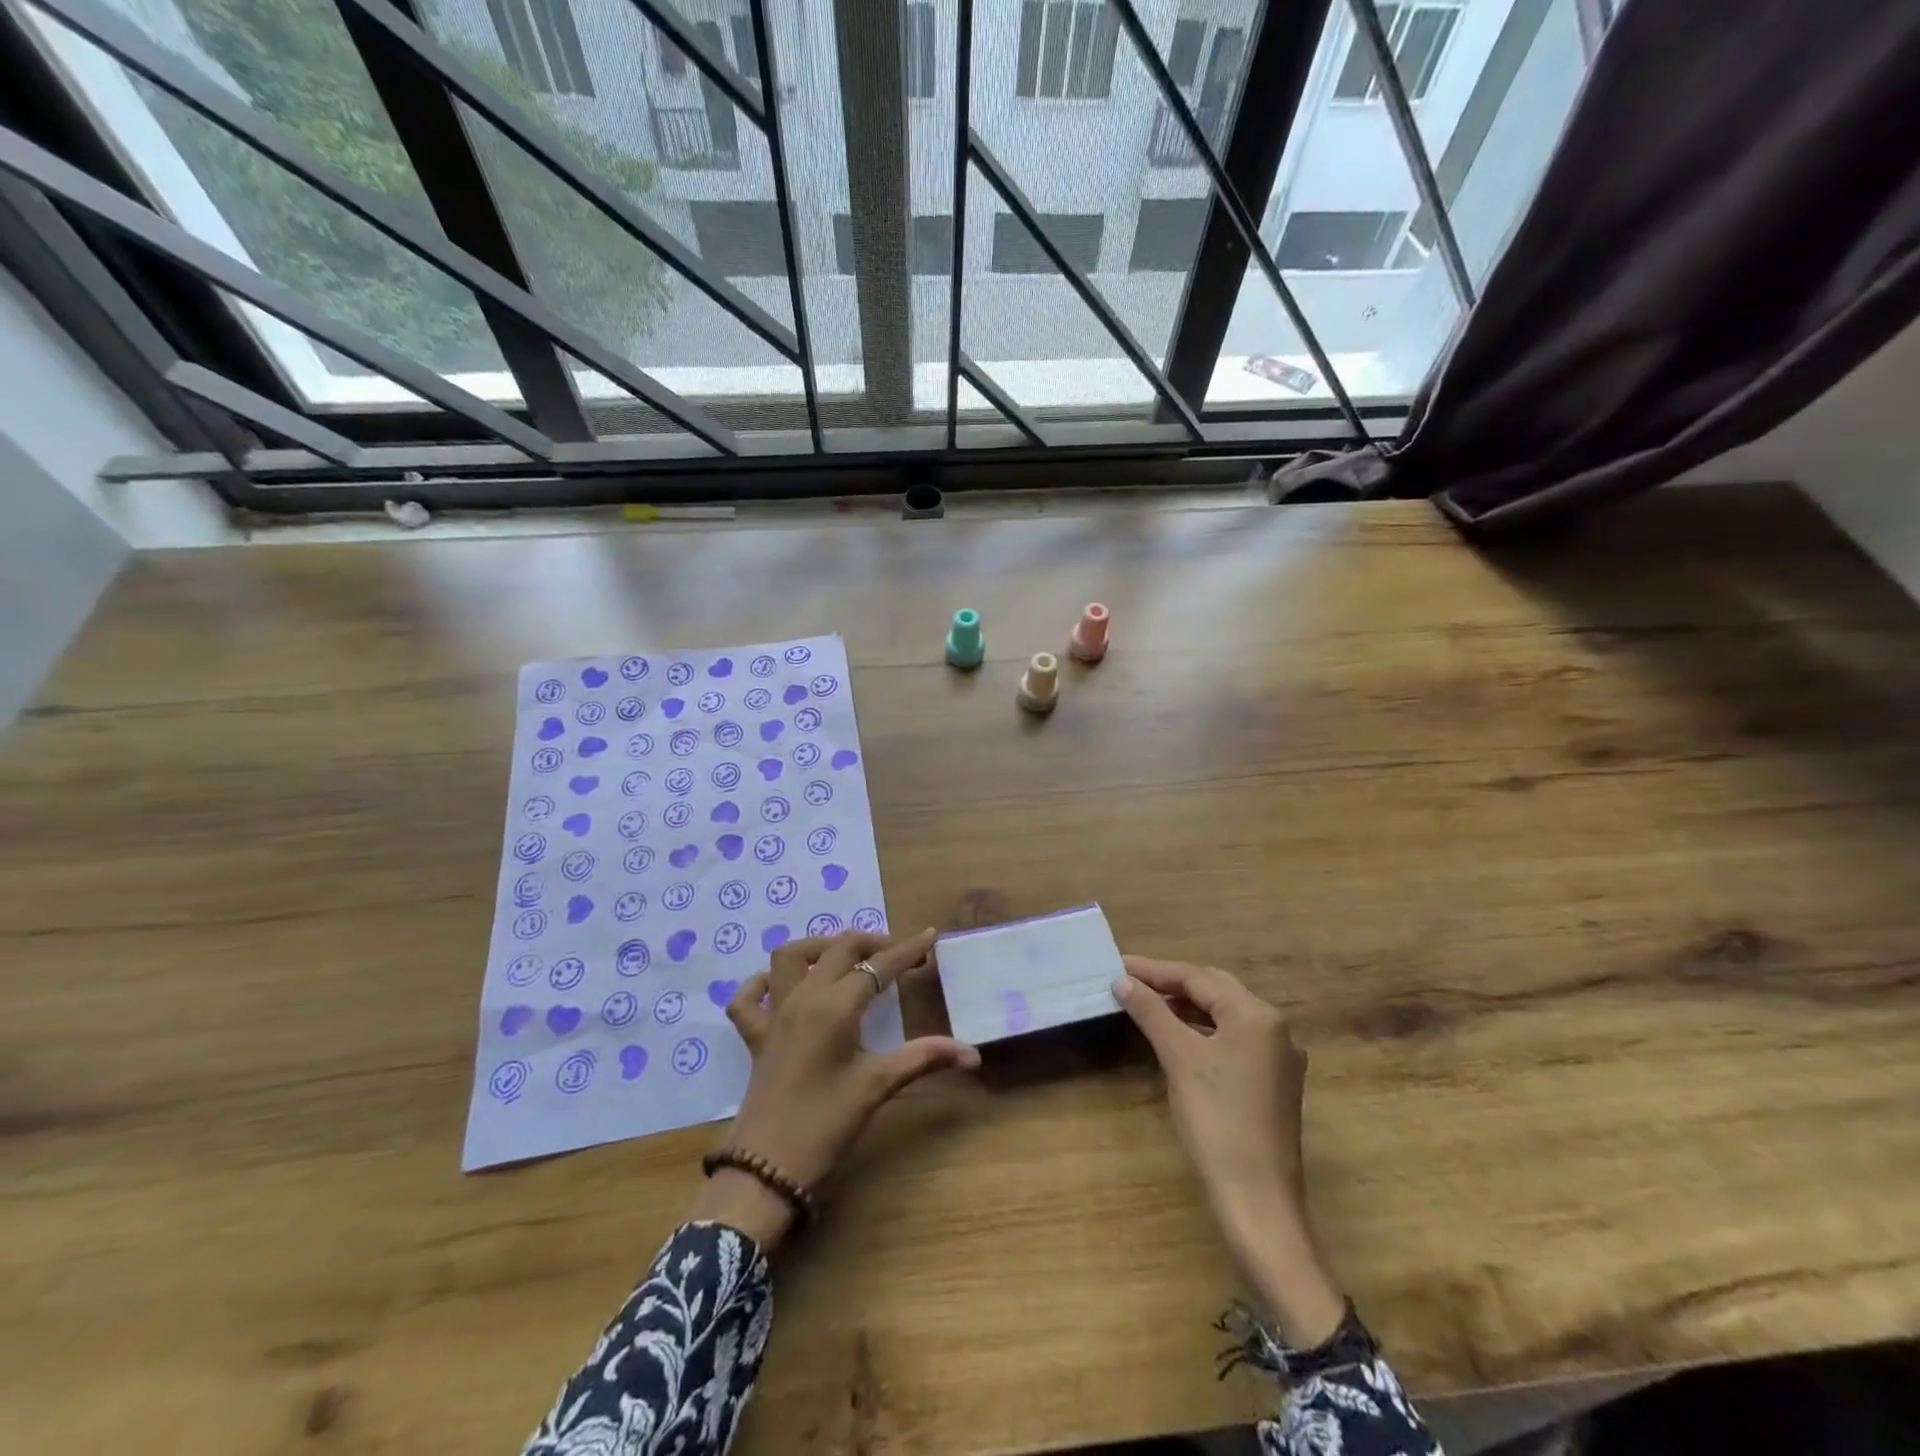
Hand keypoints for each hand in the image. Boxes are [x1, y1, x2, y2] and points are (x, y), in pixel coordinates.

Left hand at [691, 929, 979, 1250]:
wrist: (766, 1168)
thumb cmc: (826, 1124)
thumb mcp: (878, 1086)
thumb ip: (924, 1058)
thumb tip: (972, 1053)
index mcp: (835, 1006)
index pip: (878, 966)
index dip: (907, 950)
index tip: (930, 936)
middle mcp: (803, 998)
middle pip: (839, 949)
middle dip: (873, 943)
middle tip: (901, 955)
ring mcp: (774, 1014)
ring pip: (789, 957)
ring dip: (820, 948)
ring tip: (847, 960)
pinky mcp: (755, 1036)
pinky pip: (749, 997)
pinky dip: (763, 983)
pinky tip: (781, 987)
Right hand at [1114, 956, 1345, 1347]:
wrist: (1258, 1200)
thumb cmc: (1217, 1121)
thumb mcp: (1179, 1058)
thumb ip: (1151, 1012)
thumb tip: (1122, 980)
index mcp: (1257, 1015)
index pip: (1198, 977)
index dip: (1155, 969)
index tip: (1117, 963)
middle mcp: (1274, 1028)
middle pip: (1214, 990)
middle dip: (1170, 983)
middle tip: (1128, 979)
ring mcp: (1276, 1057)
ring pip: (1223, 1015)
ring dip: (1184, 1007)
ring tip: (1144, 1003)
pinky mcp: (1271, 1082)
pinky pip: (1231, 1040)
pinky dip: (1200, 1031)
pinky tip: (1174, 1036)